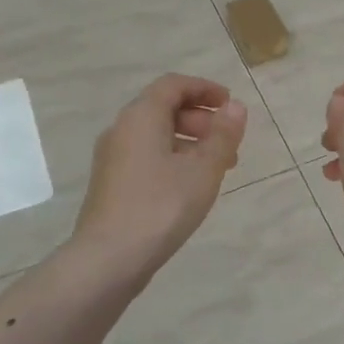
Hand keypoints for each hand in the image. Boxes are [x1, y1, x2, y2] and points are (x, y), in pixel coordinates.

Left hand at [72, 74, 247, 278]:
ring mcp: (112, 158)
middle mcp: (121, 130)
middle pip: (163, 109)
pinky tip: (190, 187)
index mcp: (140, 117)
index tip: (230, 105)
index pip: (173, 85)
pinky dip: (172, 160)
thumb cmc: (161, 206)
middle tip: (228, 143)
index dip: (204, 89)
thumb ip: (222, 136)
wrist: (108, 258)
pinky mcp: (111, 184)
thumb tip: (235, 107)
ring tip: (217, 169)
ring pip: (156, 136)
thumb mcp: (203, 170)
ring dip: (189, 143)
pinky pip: (146, 157)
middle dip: (200, 119)